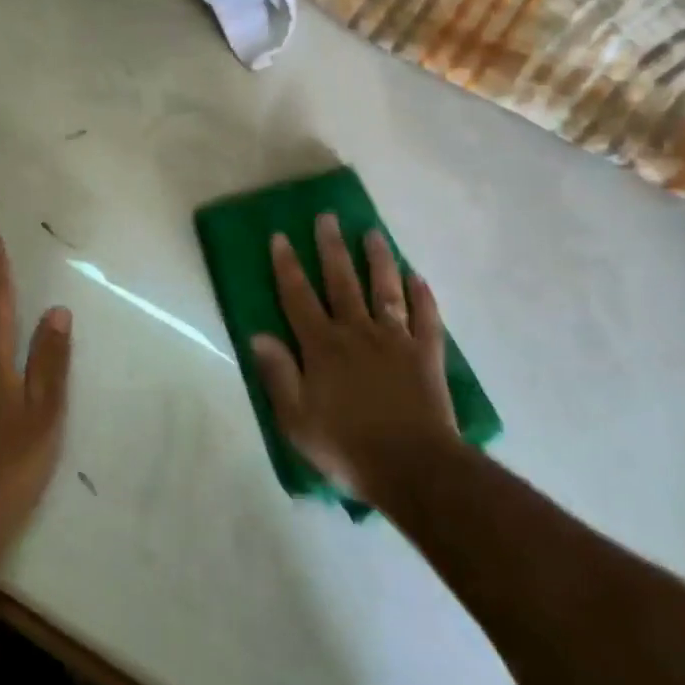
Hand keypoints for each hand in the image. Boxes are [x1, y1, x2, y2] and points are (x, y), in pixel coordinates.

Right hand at [251, 214, 460, 505]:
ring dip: (378, 260)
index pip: (299, 298)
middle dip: (331, 248)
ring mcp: (395, 341)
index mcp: (322, 347)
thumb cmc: (345, 446)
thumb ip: (278, 374)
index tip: (281, 237)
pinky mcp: (426, 355)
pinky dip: (423, 296)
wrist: (411, 467)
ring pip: (385, 290)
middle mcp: (357, 333)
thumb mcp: (296, 419)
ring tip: (372, 233)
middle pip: (342, 282)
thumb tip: (258, 335)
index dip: (287, 267)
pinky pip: (426, 318)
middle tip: (327, 217)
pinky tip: (418, 277)